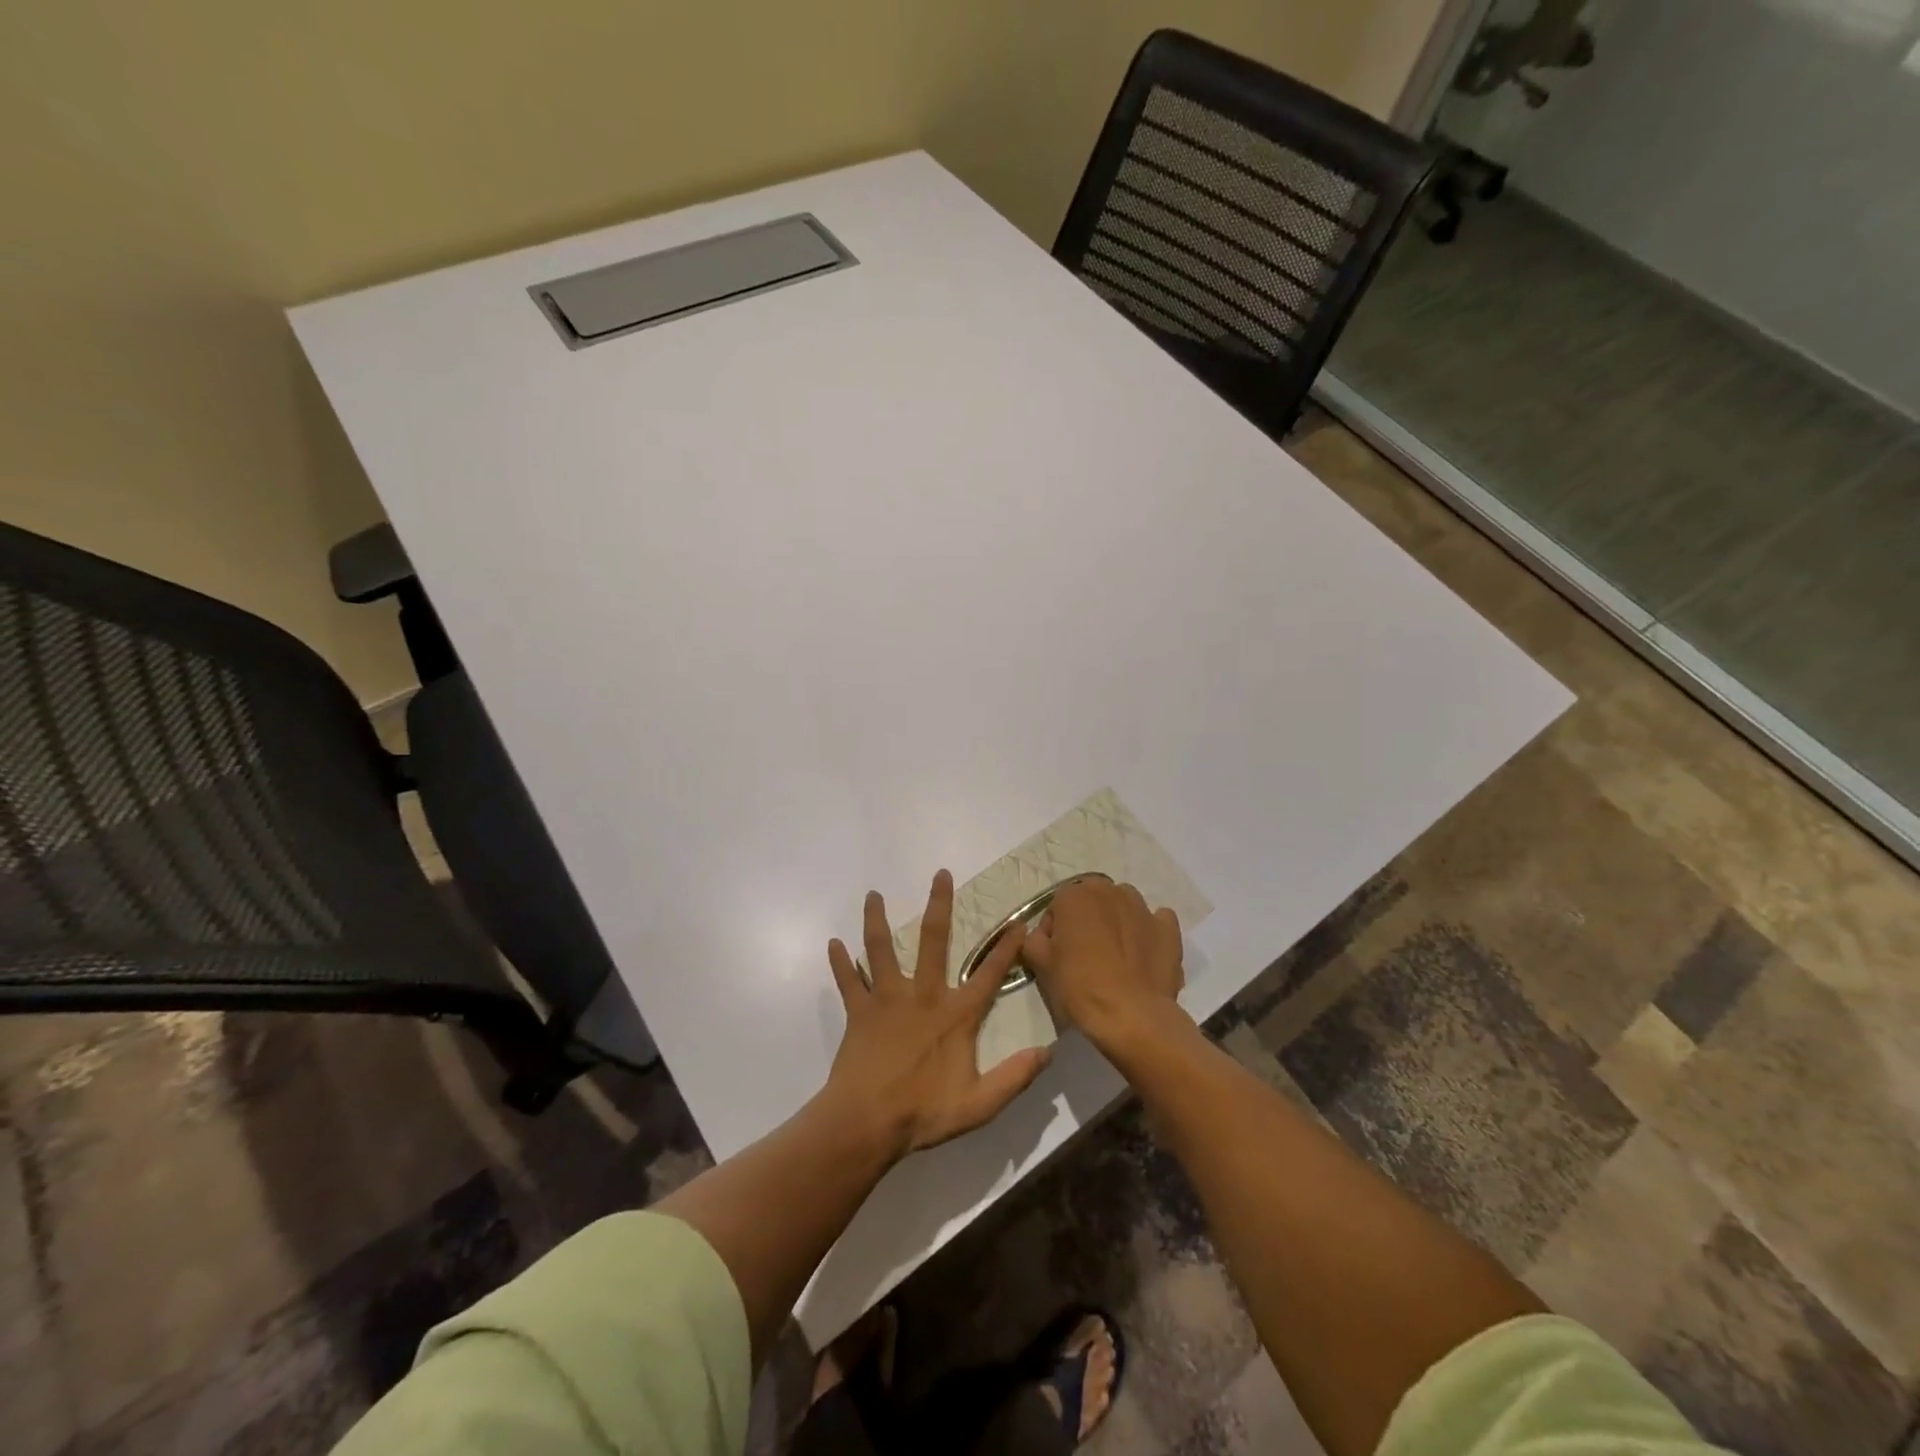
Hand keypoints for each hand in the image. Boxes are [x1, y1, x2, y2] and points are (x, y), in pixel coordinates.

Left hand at [824, 870, 1050, 1157]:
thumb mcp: (979, 1104)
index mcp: (955, 1015)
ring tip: (872, 894)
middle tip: (940, 874)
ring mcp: (887, 999)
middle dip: (939, 905)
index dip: (1006, 949)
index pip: (989, 975)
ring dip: (876, 920)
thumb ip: (1014, 1077)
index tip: (1018, 923)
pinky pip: (847, 981)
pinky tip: (833, 944)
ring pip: (881, 949)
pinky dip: (840, 963)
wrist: (866, 1123)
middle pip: (933, 940)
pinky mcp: (859, 1011)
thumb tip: (1048, 1053)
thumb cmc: (923, 1113)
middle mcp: (922, 995)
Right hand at [1024, 879, 1187, 1054]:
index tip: (1056, 956)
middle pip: (1092, 901)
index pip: (1058, 906)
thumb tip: (1043, 936)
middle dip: (1087, 921)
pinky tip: (1143, 955)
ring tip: (1115, 956)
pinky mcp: (1168, 929)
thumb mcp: (1040, 964)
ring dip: (1117, 922)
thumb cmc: (1078, 987)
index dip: (1055, 931)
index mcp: (1076, 895)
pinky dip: (1148, 932)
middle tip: (1084, 955)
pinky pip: (1156, 922)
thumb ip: (1035, 940)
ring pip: (1124, 906)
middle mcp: (1110, 891)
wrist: (1131, 1016)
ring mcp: (1143, 908)